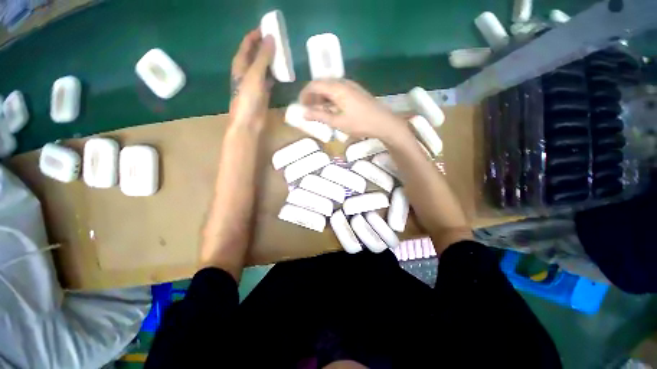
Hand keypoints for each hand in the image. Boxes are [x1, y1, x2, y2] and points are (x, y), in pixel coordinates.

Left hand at [229, 29, 274, 128]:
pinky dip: (275, 74)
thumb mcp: (255, 75)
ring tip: (284, 54)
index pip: (247, 43)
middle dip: (266, 46)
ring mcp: (255, 82)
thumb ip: (263, 57)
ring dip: (272, 60)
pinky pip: (269, 79)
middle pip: (256, 53)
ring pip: (263, 66)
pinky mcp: (263, 92)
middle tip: (280, 40)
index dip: (256, 34)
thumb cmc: (248, 98)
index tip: (269, 27)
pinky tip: (283, 72)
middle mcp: (246, 70)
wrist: (249, 122)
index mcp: (240, 64)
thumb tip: (271, 38)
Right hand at [299, 79, 407, 141]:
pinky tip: (331, 109)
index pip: (315, 85)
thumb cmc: (360, 123)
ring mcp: (351, 86)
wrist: (383, 122)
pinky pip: (338, 91)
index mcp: (337, 88)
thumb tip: (303, 113)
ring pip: (330, 87)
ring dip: (322, 98)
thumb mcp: (338, 122)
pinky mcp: (356, 91)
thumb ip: (320, 116)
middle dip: (313, 96)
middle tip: (308, 109)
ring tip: (319, 111)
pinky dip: (331, 99)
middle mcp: (343, 82)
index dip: (305, 94)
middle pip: (322, 84)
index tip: (300, 105)